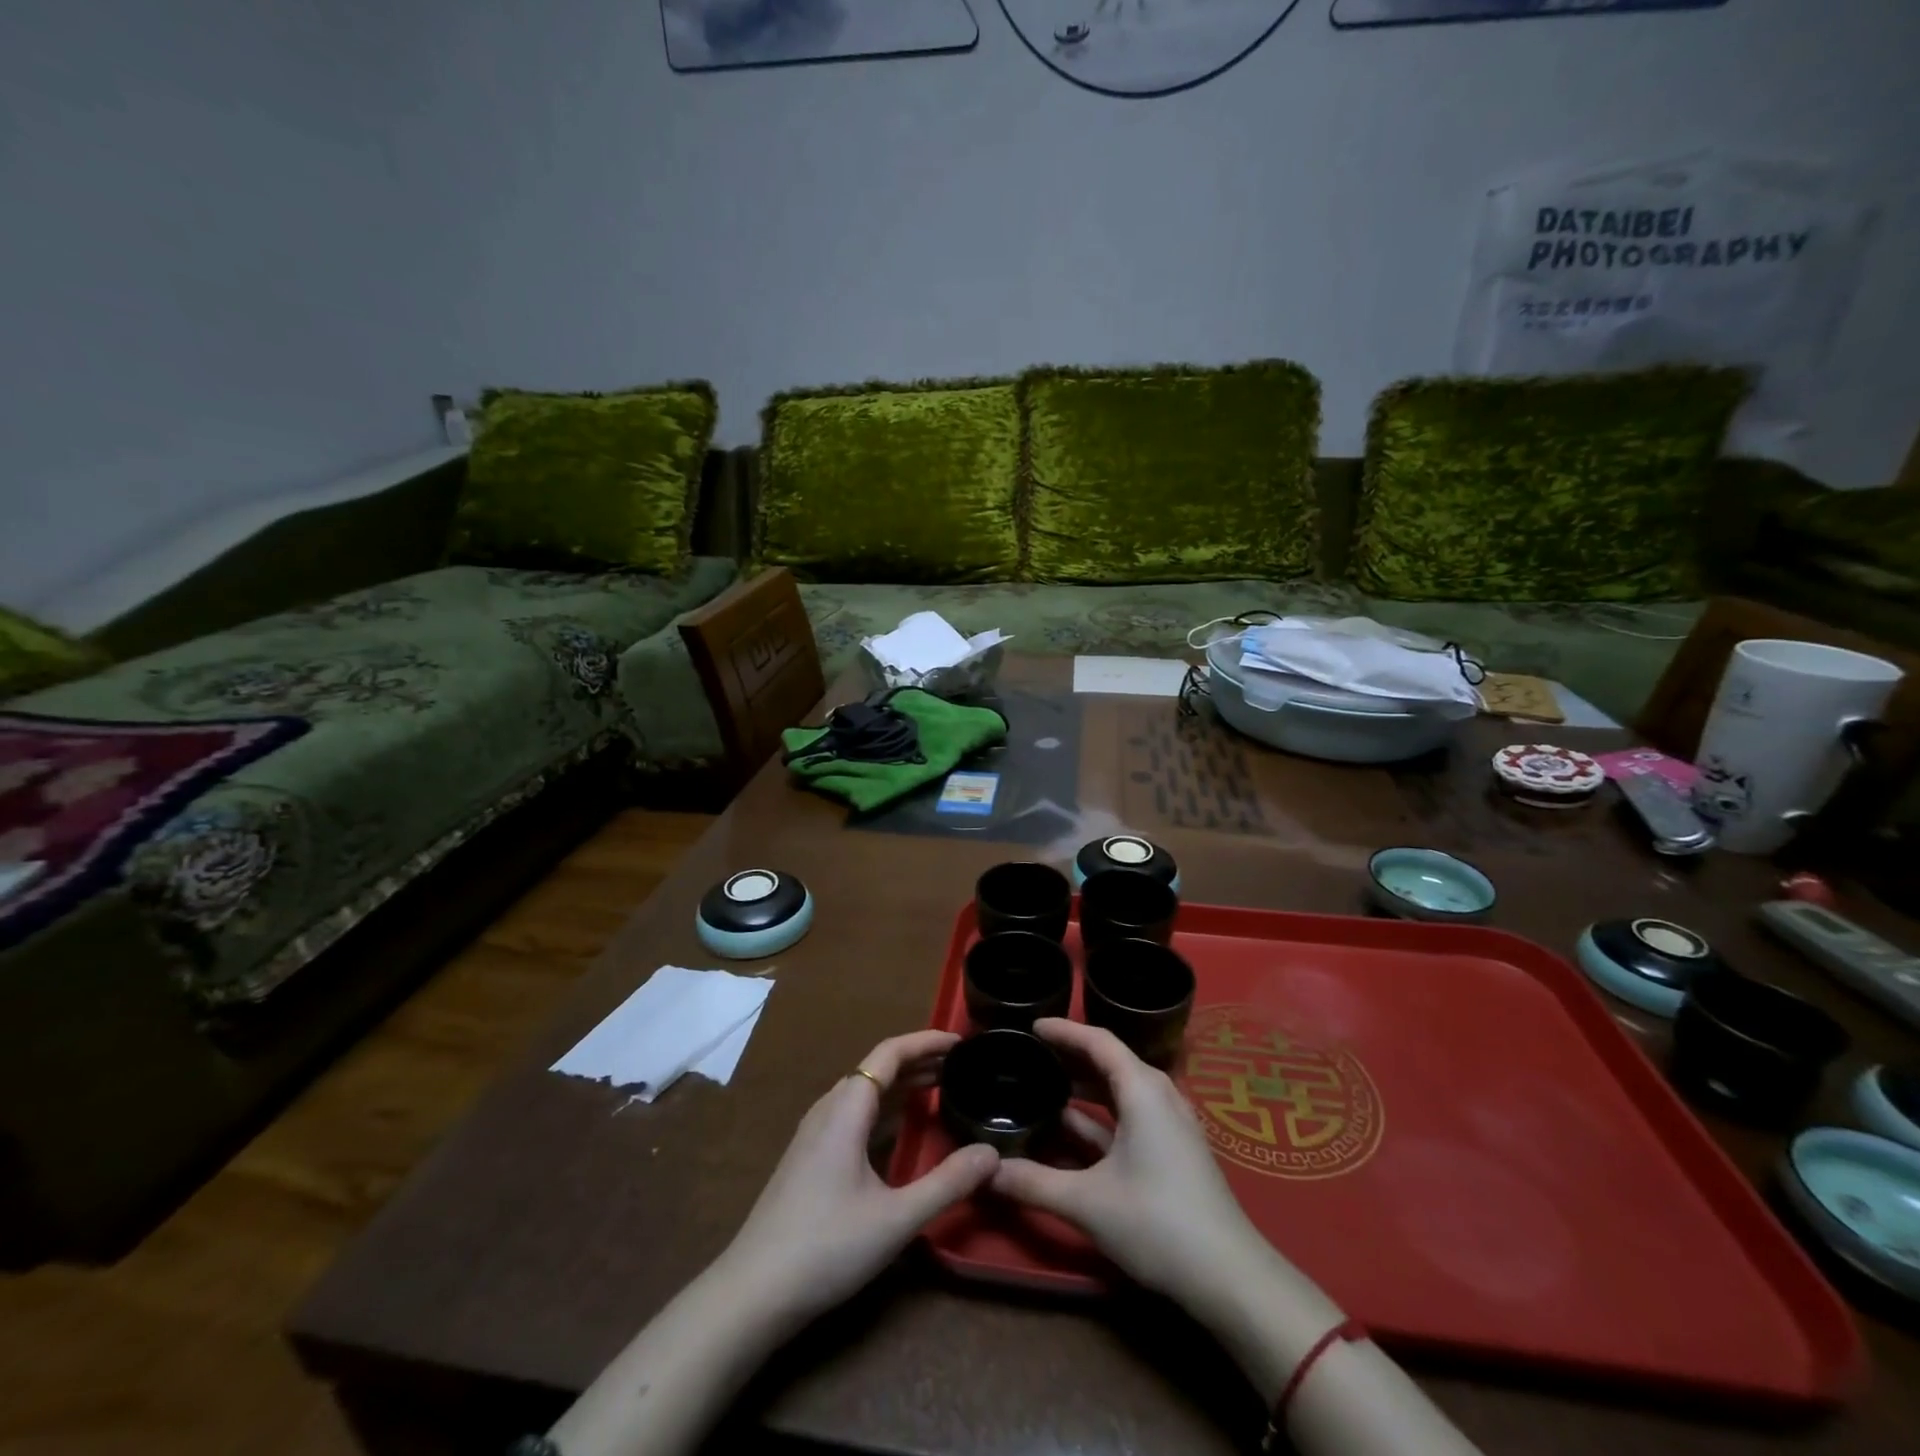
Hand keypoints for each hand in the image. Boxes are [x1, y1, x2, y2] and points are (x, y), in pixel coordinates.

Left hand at [719, 1029, 997, 1326]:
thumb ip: (947, 1183)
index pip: (889, 1053)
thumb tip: (992, 1153)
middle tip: (959, 1066)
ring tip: (937, 1087)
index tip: (960, 1042)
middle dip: (918, 1060)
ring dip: (900, 1082)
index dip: (926, 1041)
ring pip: (863, 1089)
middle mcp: (828, 1109)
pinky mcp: (808, 1156)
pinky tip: (896, 1128)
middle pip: (876, 1067)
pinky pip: (852, 1111)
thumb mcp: (896, 1219)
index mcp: (846, 1109)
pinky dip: (883, 1105)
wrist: (752, 1292)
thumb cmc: (827, 1247)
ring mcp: (813, 1133)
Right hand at [989, 1018, 1265, 1304]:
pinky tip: (1070, 1131)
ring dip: (1083, 1088)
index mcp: (1142, 1089)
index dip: (1063, 1030)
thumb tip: (986, 1171)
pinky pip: (1129, 1115)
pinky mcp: (1173, 1151)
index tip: (1031, 1026)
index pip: (1098, 1041)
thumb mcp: (1087, 1202)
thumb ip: (1033, 1182)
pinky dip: (1099, 1116)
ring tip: (1043, 1086)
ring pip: (1119, 1092)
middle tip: (1030, 1054)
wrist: (1229, 1277)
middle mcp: (1158, 1096)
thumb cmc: (1156, 1223)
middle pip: (1109, 1062)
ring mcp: (1169, 1124)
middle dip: (1070, 1056)